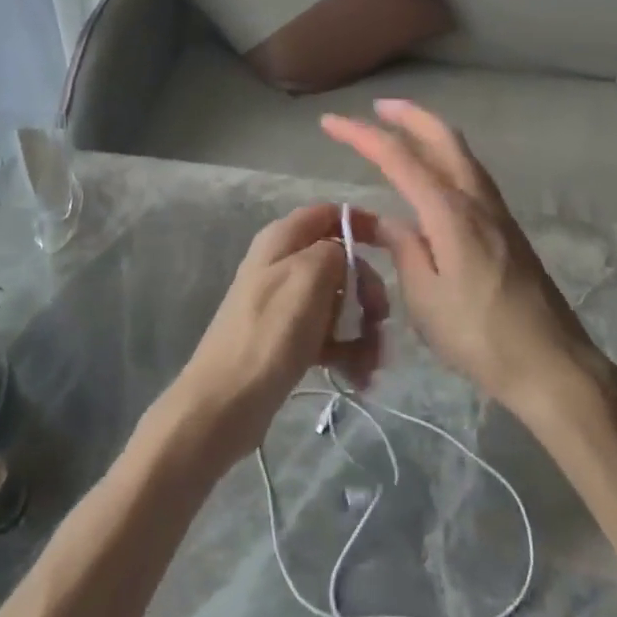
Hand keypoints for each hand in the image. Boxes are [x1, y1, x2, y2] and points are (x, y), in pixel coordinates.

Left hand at [166, 204, 388, 472]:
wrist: (225, 403)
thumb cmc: (271, 332)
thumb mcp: (309, 275)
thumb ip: (335, 251)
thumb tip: (345, 256)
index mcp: (283, 239)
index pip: (329, 213)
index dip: (361, 223)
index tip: (391, 246)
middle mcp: (283, 264)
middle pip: (341, 261)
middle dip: (367, 289)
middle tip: (380, 318)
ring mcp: (285, 303)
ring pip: (339, 302)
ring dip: (363, 328)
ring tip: (372, 362)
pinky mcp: (288, 339)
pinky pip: (329, 335)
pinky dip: (348, 352)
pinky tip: (359, 376)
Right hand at [321, 100, 601, 416]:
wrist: (550, 362)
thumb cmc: (479, 335)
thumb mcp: (425, 298)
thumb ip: (404, 250)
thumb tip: (389, 223)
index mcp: (449, 211)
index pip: (398, 157)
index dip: (361, 135)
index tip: (330, 122)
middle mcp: (475, 198)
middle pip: (442, 137)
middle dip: (408, 115)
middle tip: (377, 106)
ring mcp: (496, 210)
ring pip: (461, 152)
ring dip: (430, 132)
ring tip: (403, 130)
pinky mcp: (507, 227)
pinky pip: (470, 173)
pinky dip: (447, 156)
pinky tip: (435, 175)